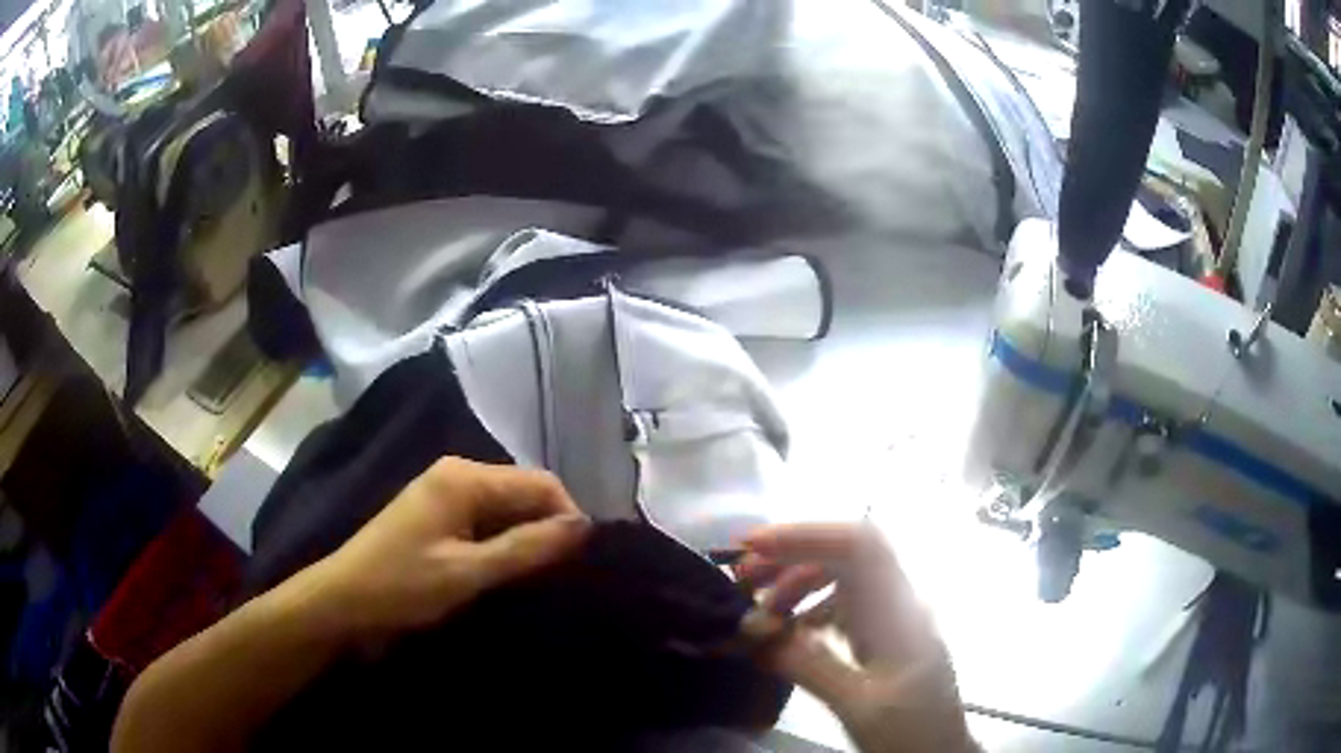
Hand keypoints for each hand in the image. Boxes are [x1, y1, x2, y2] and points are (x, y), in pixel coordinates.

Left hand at [307, 457, 590, 639]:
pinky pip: (486, 522)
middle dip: (548, 529)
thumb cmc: (402, 586)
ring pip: (507, 509)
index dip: (568, 517)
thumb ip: (527, 548)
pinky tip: (510, 572)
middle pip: (524, 493)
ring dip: (527, 539)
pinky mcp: (438, 517)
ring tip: (542, 578)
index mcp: (464, 477)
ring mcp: (445, 494)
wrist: (343, 602)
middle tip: (563, 574)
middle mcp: (458, 474)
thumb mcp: (468, 572)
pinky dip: (504, 544)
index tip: (583, 562)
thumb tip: (585, 527)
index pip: (540, 484)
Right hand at [737, 523, 975, 752]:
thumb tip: (760, 634)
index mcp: (898, 614)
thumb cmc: (911, 731)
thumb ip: (813, 666)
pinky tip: (789, 635)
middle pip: (845, 559)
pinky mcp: (884, 641)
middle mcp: (898, 607)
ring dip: (797, 587)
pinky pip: (843, 611)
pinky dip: (809, 613)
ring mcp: (892, 623)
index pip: (858, 546)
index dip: (807, 534)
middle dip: (791, 559)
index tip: (754, 545)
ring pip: (842, 583)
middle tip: (743, 580)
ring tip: (760, 612)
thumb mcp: (860, 705)